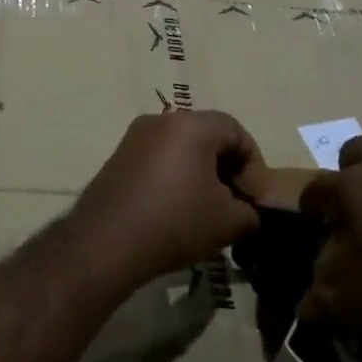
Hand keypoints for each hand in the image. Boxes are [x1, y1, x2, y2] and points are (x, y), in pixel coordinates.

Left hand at [70, 110, 262, 291]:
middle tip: (236, 203)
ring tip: (208, 210)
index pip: (235, 130)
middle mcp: (161, 120)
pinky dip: (175, 176)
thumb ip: (249, 212)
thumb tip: (246, 210)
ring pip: (182, 147)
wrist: (107, 241)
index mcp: (191, 125)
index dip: (253, 163)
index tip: (255, 198)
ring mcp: (135, 137)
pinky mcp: (119, 157)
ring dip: (201, 173)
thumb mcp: (228, 222)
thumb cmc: (175, 222)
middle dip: (227, 168)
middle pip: (207, 135)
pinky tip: (178, 210)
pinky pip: (159, 158)